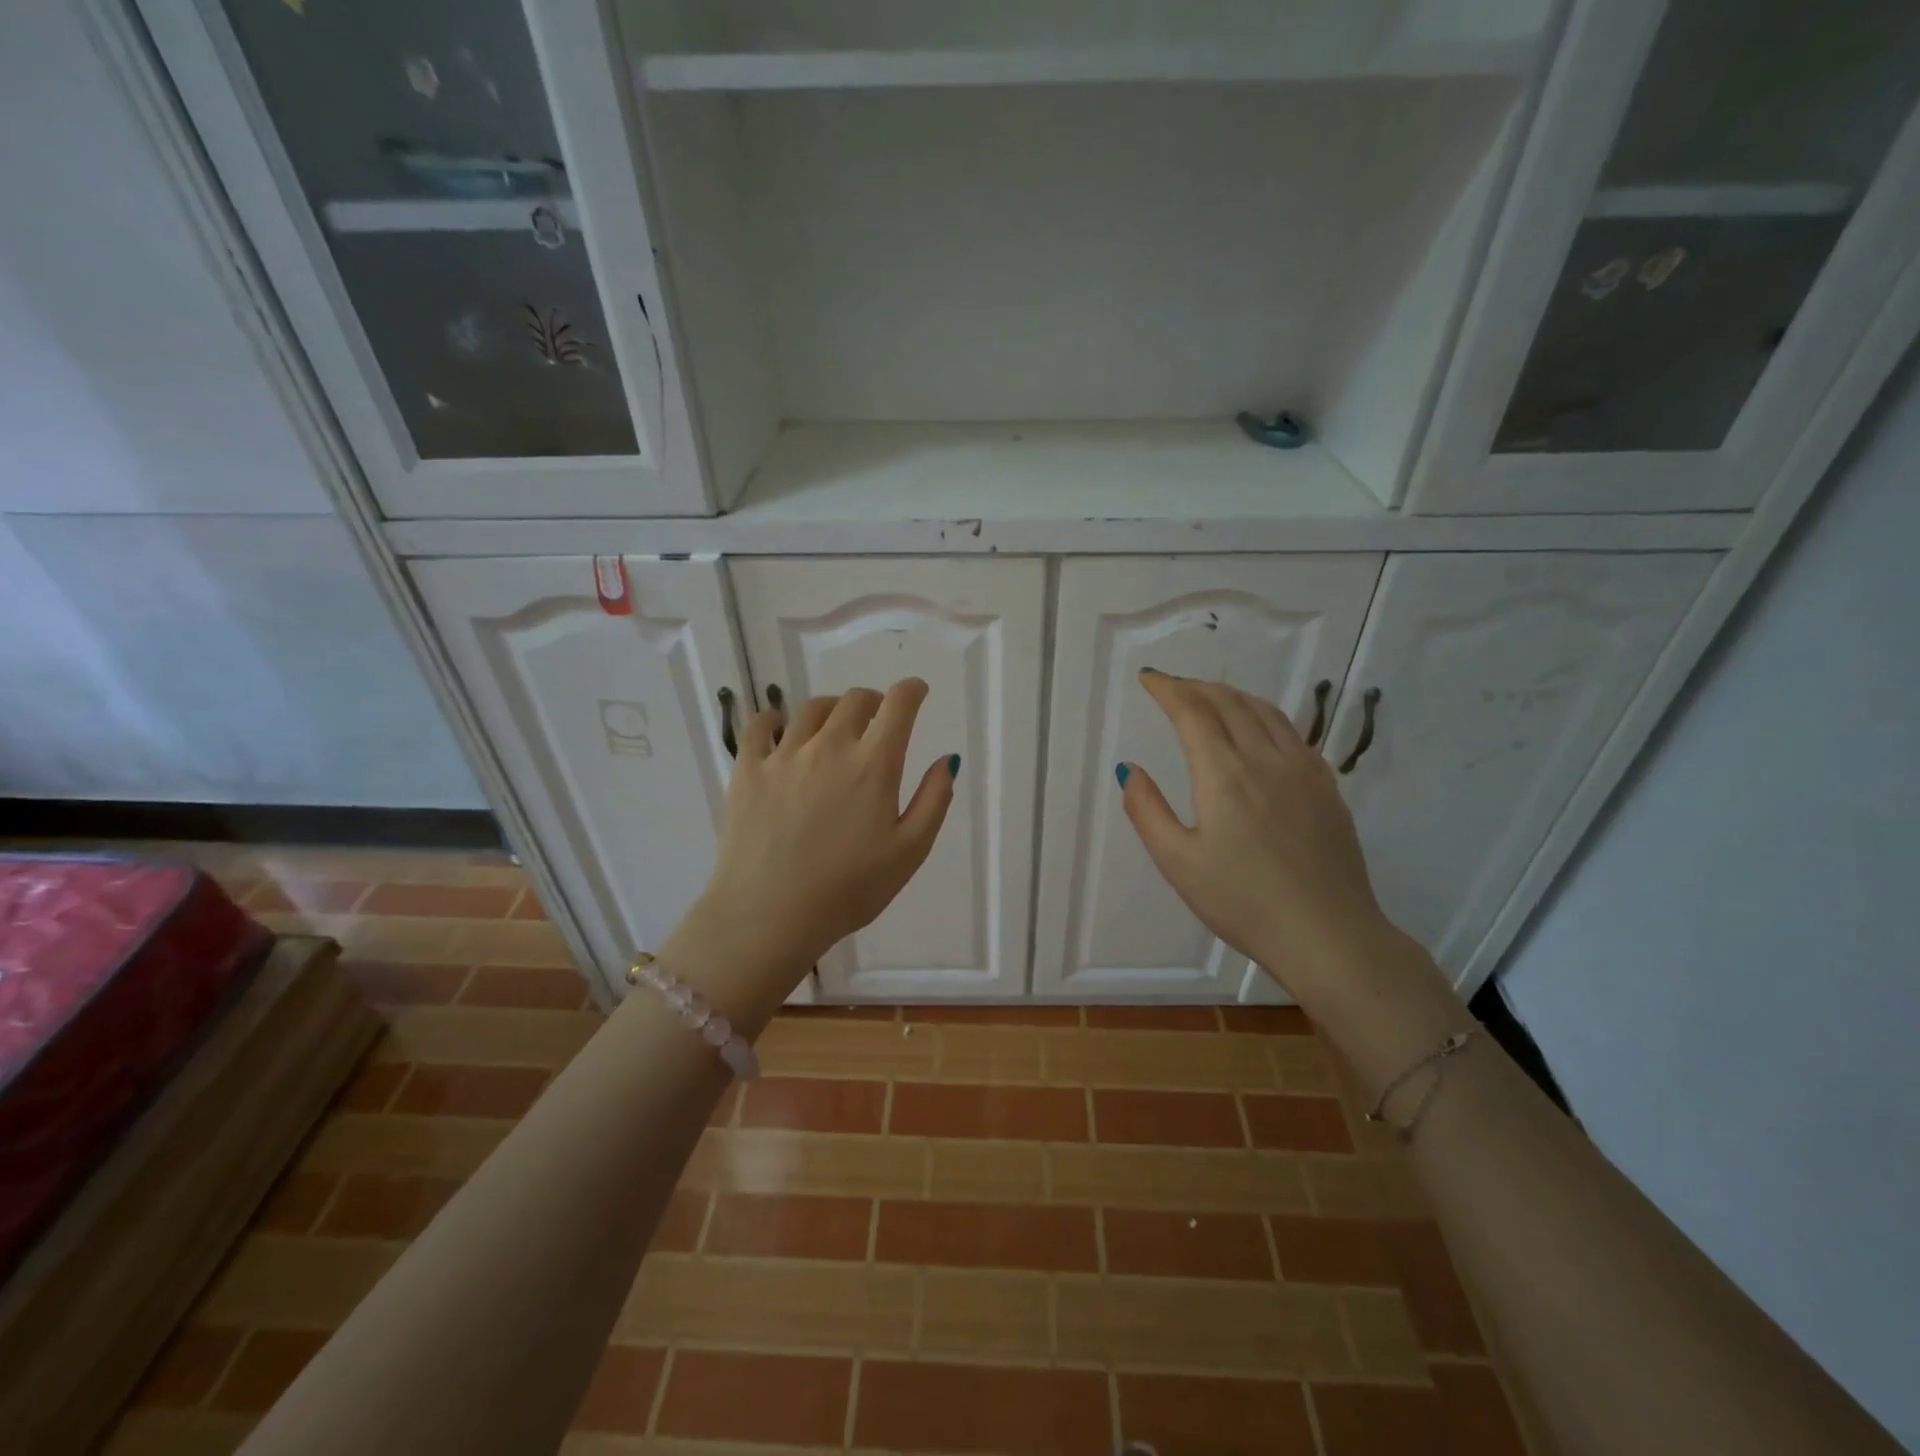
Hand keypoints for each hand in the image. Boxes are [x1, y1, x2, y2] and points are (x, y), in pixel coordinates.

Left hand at [667, 678, 957, 1020]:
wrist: (769, 915)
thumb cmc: (849, 890)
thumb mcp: (909, 852)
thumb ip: (934, 800)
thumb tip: (947, 759)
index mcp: (873, 765)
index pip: (898, 705)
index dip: (912, 690)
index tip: (916, 692)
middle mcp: (829, 747)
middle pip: (854, 700)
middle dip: (874, 701)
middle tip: (877, 718)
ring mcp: (784, 755)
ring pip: (811, 709)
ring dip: (832, 709)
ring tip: (834, 726)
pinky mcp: (747, 769)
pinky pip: (760, 725)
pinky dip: (775, 718)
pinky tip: (780, 728)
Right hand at [1119, 671, 1393, 992]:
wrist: (1328, 935)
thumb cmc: (1242, 902)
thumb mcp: (1178, 862)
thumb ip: (1147, 810)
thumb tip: (1129, 769)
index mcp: (1225, 774)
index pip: (1192, 712)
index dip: (1168, 689)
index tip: (1149, 678)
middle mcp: (1266, 759)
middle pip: (1230, 703)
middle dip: (1197, 687)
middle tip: (1173, 687)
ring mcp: (1304, 771)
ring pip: (1266, 712)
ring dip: (1232, 695)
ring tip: (1211, 697)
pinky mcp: (1328, 788)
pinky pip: (1293, 733)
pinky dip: (1265, 716)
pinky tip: (1260, 730)